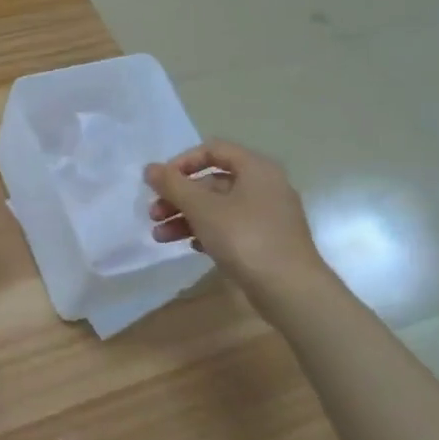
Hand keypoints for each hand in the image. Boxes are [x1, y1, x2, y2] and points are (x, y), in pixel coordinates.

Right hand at [146, 142, 327, 293]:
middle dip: (178, 197)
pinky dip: (206, 232)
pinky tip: (190, 246)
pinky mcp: (265, 241)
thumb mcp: (202, 208)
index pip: (213, 150)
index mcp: (256, 169)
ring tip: (160, 237)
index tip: (160, 182)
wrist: (289, 289)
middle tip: (154, 214)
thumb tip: (149, 168)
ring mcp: (267, 216)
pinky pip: (229, 227)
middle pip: (212, 182)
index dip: (182, 162)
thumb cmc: (245, 238)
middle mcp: (264, 186)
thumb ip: (173, 185)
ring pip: (218, 207)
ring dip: (185, 217)